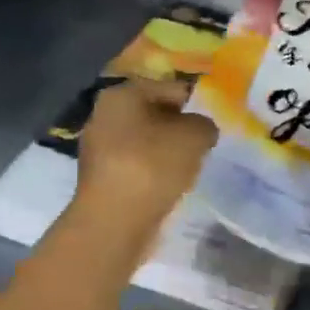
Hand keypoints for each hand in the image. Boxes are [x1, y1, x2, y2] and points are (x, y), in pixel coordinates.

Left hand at [74, 77, 217, 233]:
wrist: (114, 222)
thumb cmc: (153, 166)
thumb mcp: (195, 136)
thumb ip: (204, 124)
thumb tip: (200, 130)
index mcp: (122, 93)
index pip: (170, 88)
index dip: (196, 103)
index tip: (212, 123)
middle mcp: (103, 114)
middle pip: (154, 113)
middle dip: (179, 127)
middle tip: (203, 145)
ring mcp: (98, 147)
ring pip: (145, 141)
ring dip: (166, 151)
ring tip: (188, 167)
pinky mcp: (99, 177)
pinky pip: (136, 164)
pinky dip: (152, 171)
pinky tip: (168, 185)